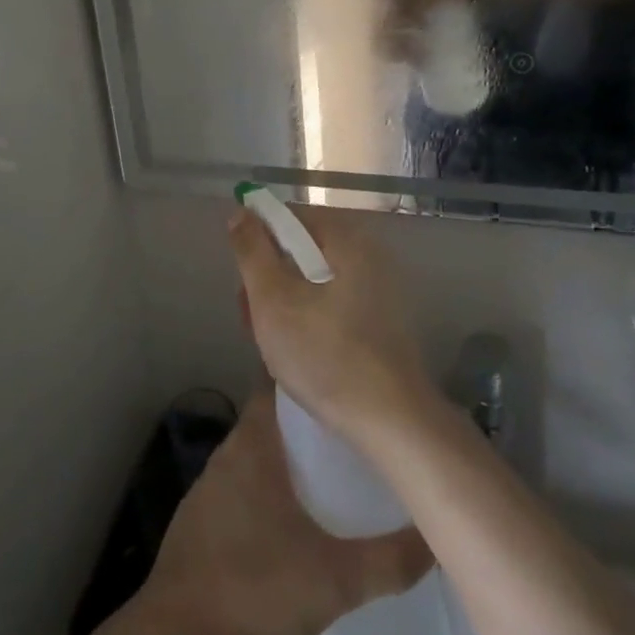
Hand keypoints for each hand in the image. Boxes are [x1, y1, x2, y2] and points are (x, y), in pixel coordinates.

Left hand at [140, 389, 431, 634]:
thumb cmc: (254, 588)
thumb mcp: (334, 580)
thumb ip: (388, 561)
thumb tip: (434, 538)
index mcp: (253, 445)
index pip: (278, 387)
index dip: (310, 382)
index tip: (345, 388)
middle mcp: (227, 453)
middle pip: (271, 422)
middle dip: (308, 427)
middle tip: (352, 439)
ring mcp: (208, 487)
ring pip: (255, 457)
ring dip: (287, 462)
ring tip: (331, 478)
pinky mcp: (198, 521)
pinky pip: (240, 490)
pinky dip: (265, 493)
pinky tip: (290, 523)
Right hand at [228, 205, 431, 445]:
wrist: (393, 423)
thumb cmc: (325, 355)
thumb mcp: (273, 300)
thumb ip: (252, 251)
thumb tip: (241, 211)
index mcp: (348, 239)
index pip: (291, 217)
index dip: (259, 241)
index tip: (245, 280)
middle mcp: (370, 255)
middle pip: (304, 251)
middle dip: (271, 279)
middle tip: (251, 317)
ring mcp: (381, 291)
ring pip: (317, 283)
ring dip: (287, 304)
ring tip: (271, 344)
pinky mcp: (385, 323)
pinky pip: (336, 307)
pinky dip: (312, 321)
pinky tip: (301, 355)